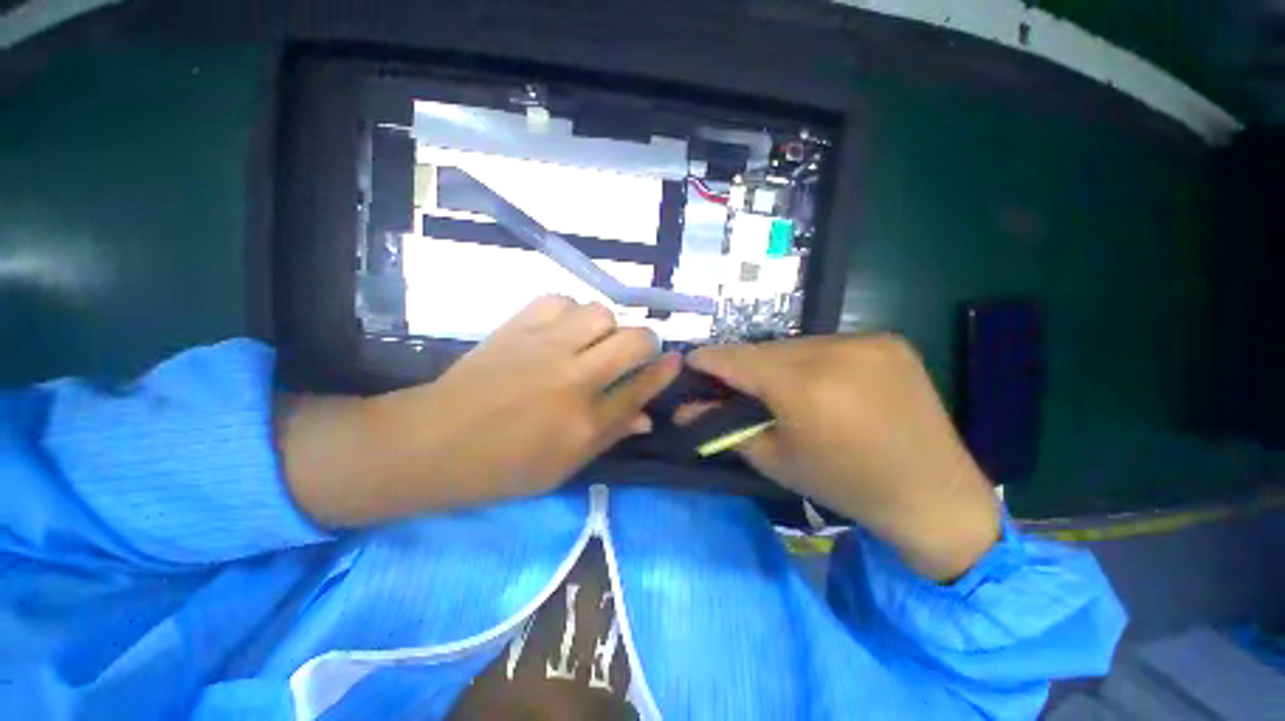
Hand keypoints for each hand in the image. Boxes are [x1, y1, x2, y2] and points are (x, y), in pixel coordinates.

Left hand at [281, 296, 679, 526]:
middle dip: (647, 342)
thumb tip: (647, 417)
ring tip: (594, 340)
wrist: (433, 442)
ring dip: (606, 326)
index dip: (665, 372)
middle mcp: (573, 380)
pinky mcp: (517, 326)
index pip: (642, 388)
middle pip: (633, 341)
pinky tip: (563, 328)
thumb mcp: (564, 467)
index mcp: (585, 423)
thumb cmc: (502, 467)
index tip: (675, 360)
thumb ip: (610, 436)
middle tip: (637, 351)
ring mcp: (544, 347)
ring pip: (600, 312)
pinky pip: (560, 300)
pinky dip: (570, 311)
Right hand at [683, 335, 999, 580]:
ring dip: (777, 361)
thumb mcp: (773, 460)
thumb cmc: (843, 484)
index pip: (738, 359)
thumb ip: (723, 427)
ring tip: (777, 387)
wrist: (931, 493)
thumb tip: (683, 408)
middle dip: (743, 364)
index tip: (691, 363)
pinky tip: (818, 382)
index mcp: (804, 388)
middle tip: (732, 383)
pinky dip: (810, 360)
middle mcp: (836, 352)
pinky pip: (828, 344)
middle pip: (766, 349)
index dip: (709, 359)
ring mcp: (867, 341)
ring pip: (796, 344)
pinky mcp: (888, 341)